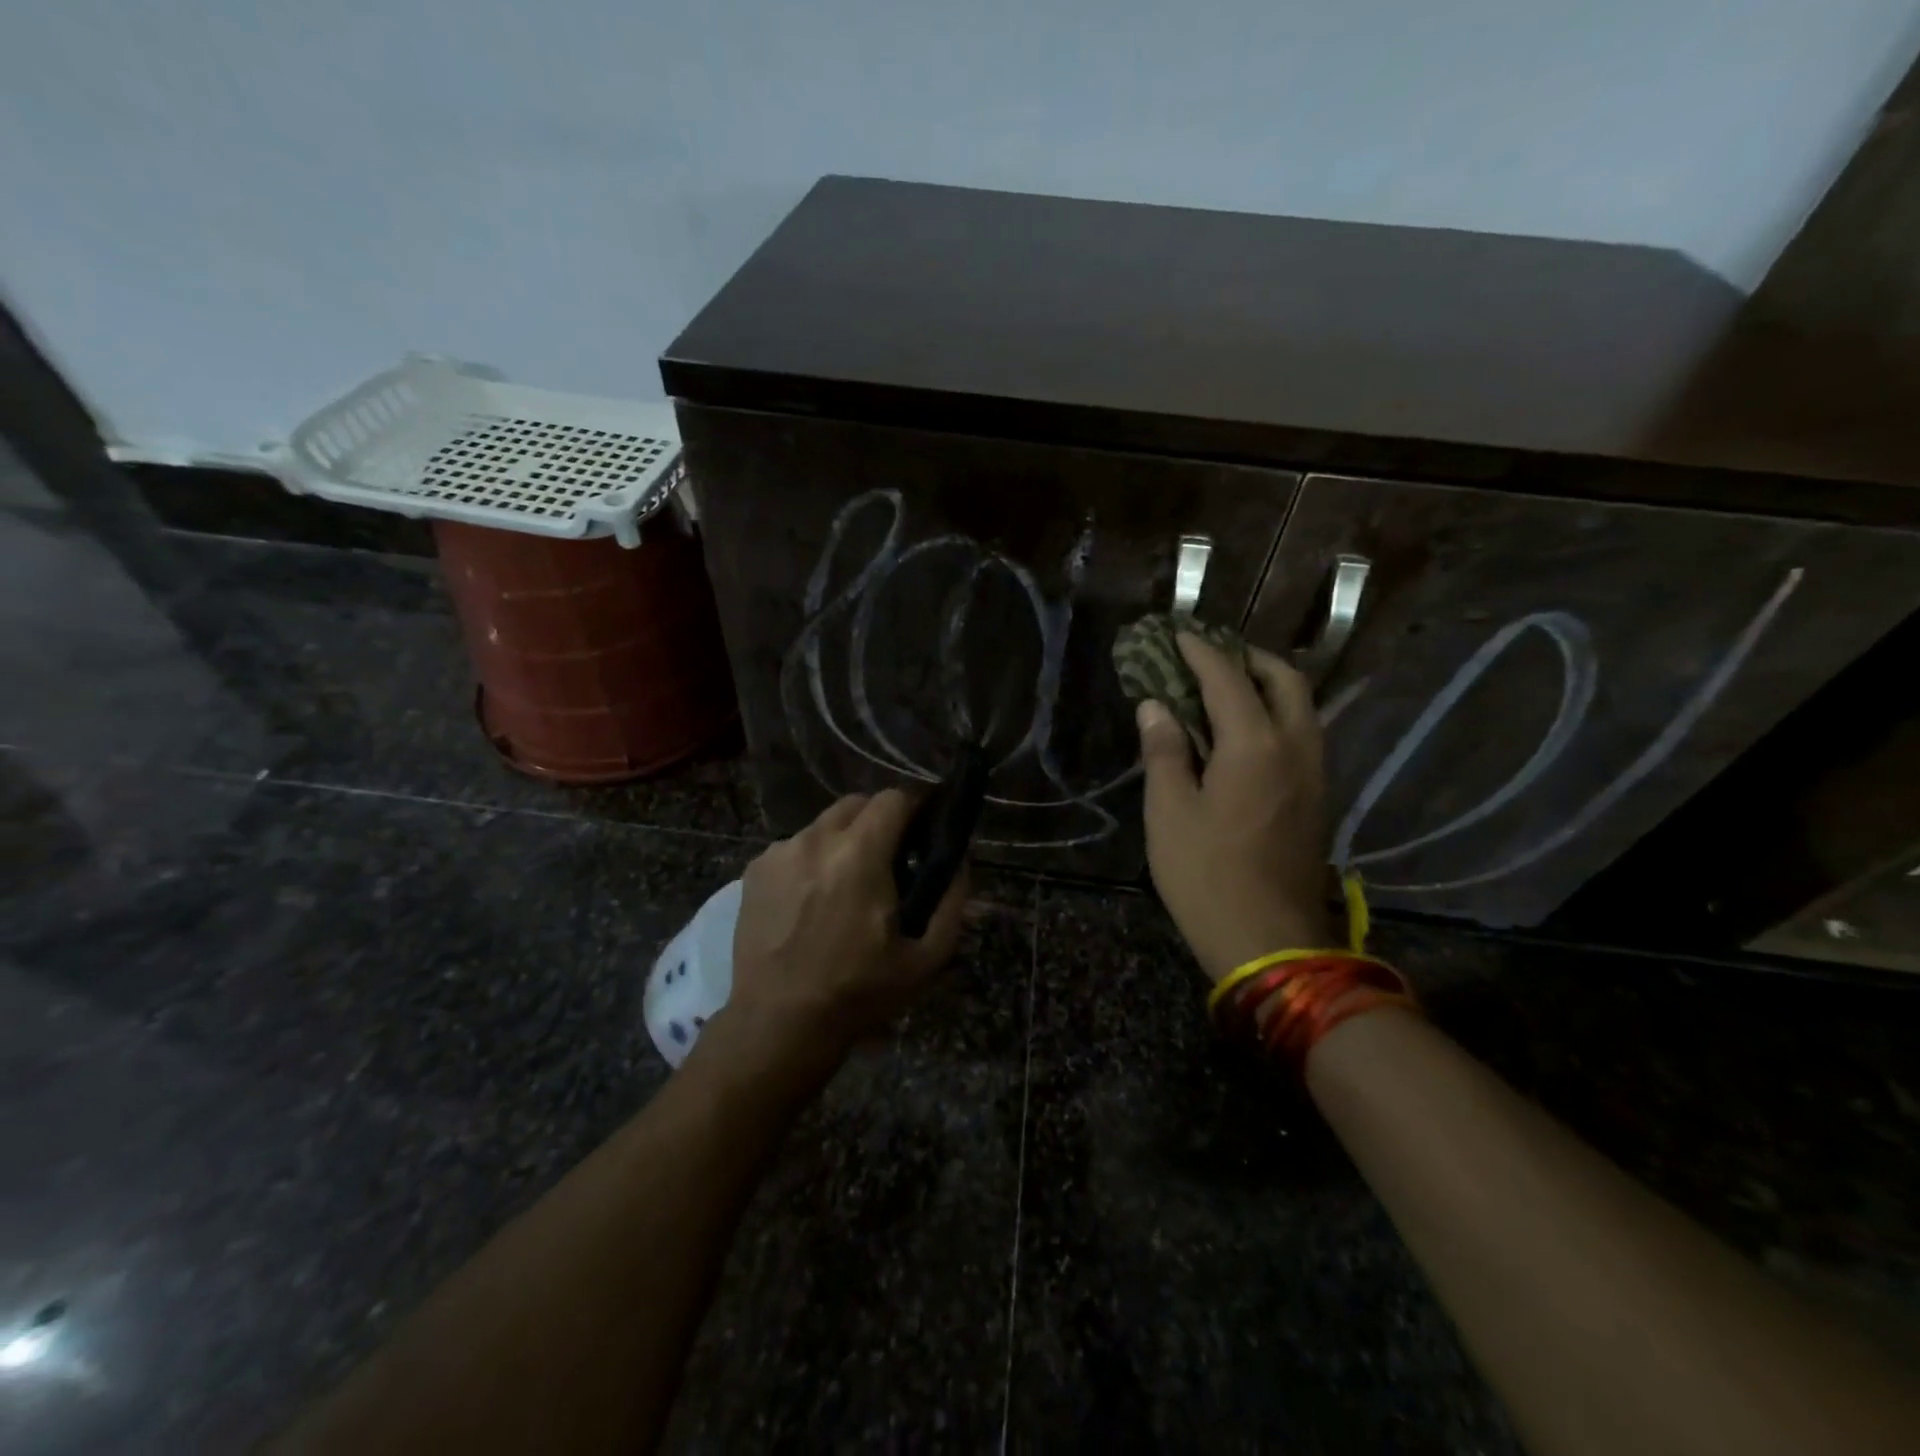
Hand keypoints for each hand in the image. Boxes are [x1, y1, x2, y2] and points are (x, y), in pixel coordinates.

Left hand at [724, 790, 969, 1071]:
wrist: (778, 1024)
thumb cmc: (858, 992)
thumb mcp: (926, 957)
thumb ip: (952, 899)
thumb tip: (959, 858)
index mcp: (860, 854)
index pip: (894, 798)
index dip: (914, 810)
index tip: (921, 834)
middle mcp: (816, 839)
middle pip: (857, 804)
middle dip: (879, 822)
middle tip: (889, 862)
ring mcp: (779, 853)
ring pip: (824, 824)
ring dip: (843, 841)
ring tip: (845, 886)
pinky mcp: (754, 870)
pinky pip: (795, 847)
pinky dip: (811, 860)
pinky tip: (810, 901)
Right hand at [1137, 634, 1333, 980]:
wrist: (1268, 941)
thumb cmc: (1206, 874)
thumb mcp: (1169, 811)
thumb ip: (1164, 750)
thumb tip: (1156, 705)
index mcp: (1256, 744)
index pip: (1228, 678)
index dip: (1200, 652)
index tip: (1176, 635)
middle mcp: (1296, 747)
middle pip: (1284, 679)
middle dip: (1247, 657)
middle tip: (1209, 656)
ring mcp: (1315, 773)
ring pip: (1301, 706)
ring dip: (1267, 684)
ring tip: (1226, 687)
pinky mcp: (1318, 798)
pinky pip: (1302, 734)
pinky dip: (1276, 714)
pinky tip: (1245, 731)